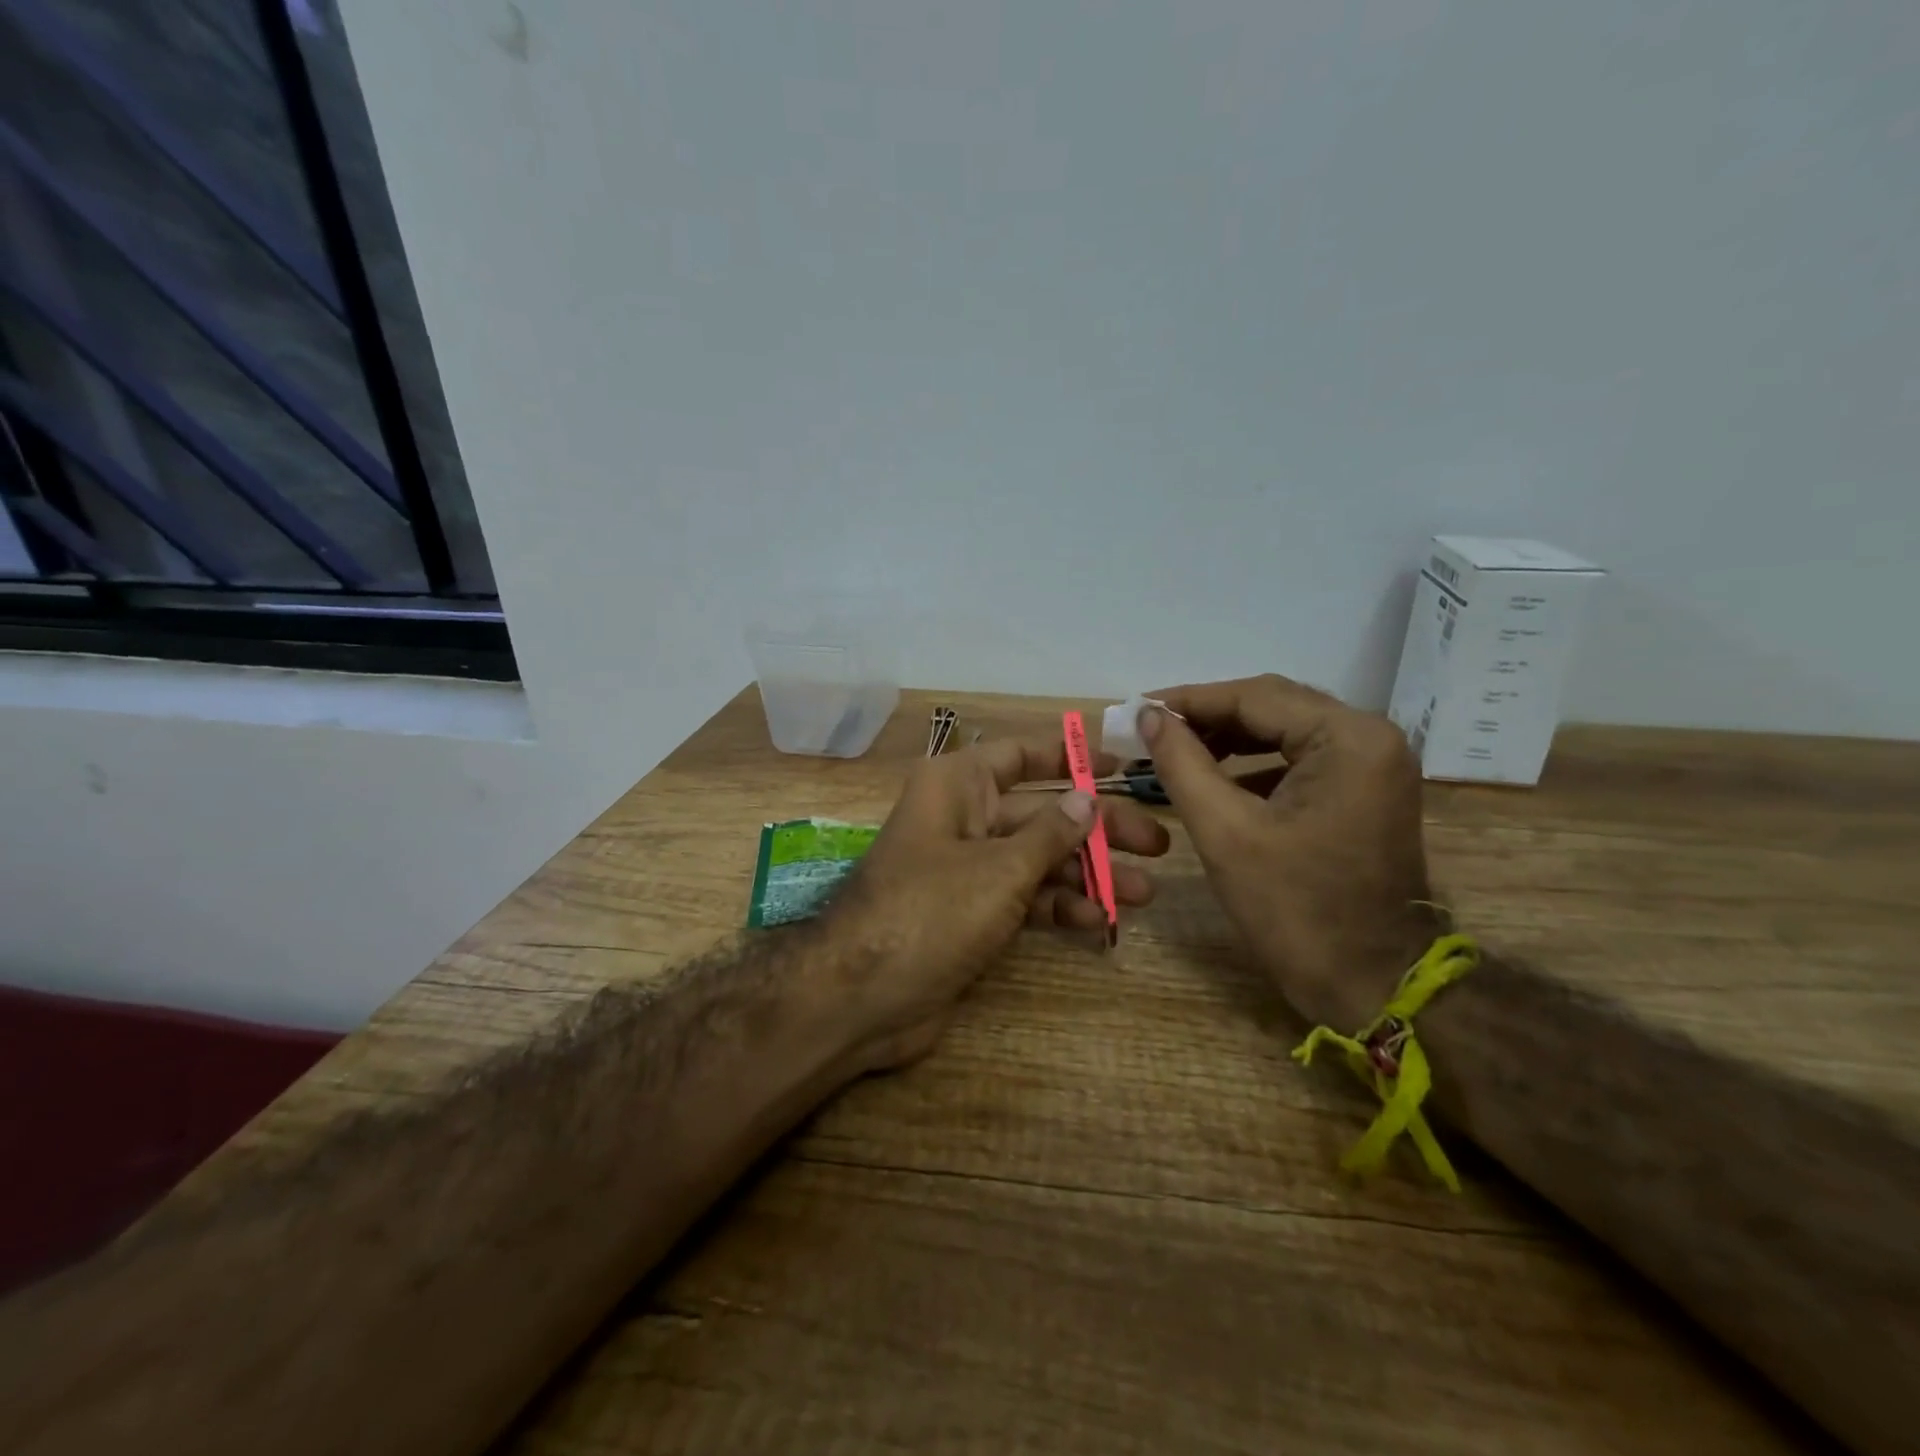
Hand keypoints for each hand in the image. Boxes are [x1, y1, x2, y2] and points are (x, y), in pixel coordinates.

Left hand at [823, 738, 1171, 1070]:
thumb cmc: (930, 911)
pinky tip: (1099, 921)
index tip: (1123, 765)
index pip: (1022, 754)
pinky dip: (1059, 907)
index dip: (1072, 756)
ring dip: (1088, 873)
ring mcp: (967, 868)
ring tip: (1143, 892)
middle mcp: (962, 817)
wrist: (862, 998)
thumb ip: (1051, 833)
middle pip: (1041, 811)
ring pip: (1038, 858)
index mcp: (957, 785)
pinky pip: (1024, 898)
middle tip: (1157, 844)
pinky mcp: (971, 913)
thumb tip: (1087, 798)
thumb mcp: (1000, 869)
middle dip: (1097, 828)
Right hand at [1141, 675, 1436, 1030]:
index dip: (1189, 700)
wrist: (1374, 984)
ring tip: (1172, 751)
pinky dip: (1254, 763)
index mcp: (1347, 739)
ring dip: (1228, 739)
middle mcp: (1369, 737)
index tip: (1137, 709)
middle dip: (1208, 717)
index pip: (1255, 697)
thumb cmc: (1296, 910)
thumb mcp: (1225, 832)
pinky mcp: (1365, 789)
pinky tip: (1213, 777)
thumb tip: (1147, 715)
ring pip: (1284, 730)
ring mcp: (1372, 764)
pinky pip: (1300, 758)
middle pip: (1273, 706)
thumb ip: (1182, 763)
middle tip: (1149, 729)